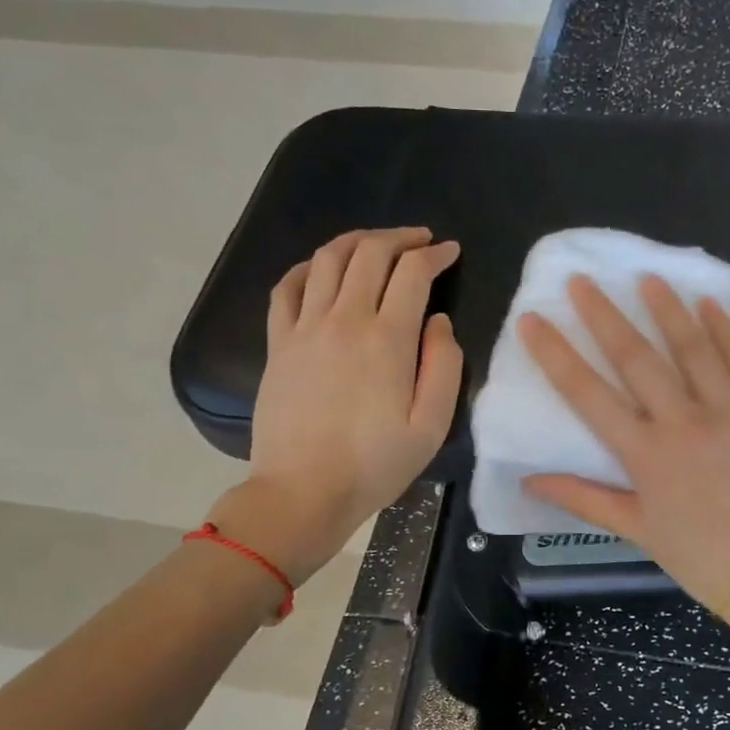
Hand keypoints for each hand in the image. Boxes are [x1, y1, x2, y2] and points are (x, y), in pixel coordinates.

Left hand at [210, 228, 461, 583]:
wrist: (303, 492)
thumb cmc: (375, 465)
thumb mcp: (431, 426)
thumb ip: (444, 367)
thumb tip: (439, 323)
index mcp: (388, 339)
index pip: (413, 273)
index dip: (435, 255)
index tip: (450, 252)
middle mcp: (345, 320)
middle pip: (370, 253)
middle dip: (400, 238)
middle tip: (421, 241)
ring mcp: (305, 328)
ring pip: (329, 259)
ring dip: (357, 241)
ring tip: (377, 244)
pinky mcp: (279, 343)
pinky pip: (288, 286)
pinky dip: (309, 267)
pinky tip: (323, 269)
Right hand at [519, 273, 729, 614]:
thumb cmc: (702, 557)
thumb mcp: (637, 531)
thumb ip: (584, 499)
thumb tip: (530, 480)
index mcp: (645, 455)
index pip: (588, 395)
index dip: (556, 355)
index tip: (533, 320)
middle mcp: (684, 423)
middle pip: (636, 359)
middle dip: (605, 316)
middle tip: (583, 280)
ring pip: (693, 348)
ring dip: (666, 309)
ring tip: (647, 277)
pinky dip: (726, 330)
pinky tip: (709, 303)